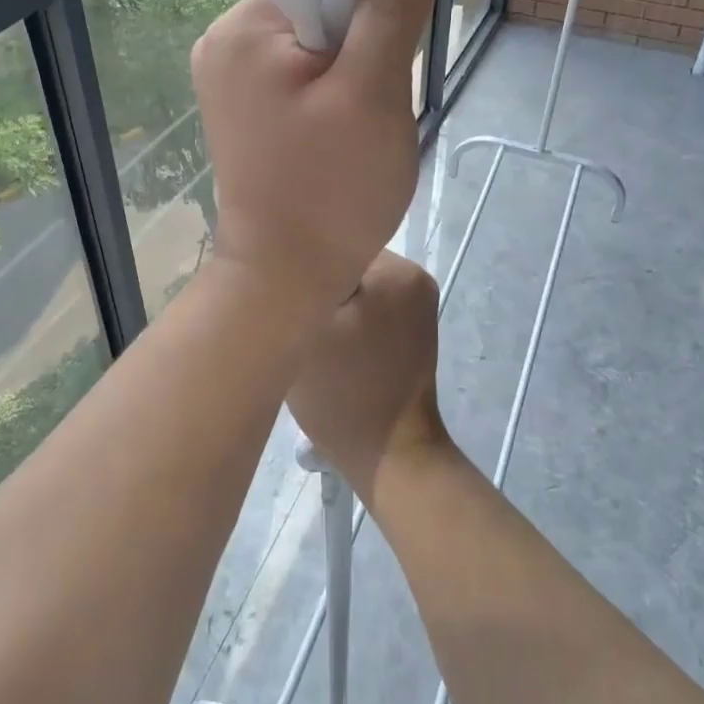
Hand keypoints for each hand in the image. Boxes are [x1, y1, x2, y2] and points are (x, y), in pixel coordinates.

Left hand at [192, 0, 439, 315]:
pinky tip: (337, 135)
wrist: (284, 278)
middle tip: (371, 103)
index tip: (385, 36)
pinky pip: (302, 70)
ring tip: (354, 128)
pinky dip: (332, 91)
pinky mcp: (244, 105)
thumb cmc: (330, 192)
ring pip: (317, 37)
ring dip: (352, 69)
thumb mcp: (372, 96)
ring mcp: (231, 76)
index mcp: (246, 30)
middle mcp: (226, 41)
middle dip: (361, 39)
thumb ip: (390, 12)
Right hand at [285, 250, 452, 502]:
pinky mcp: (416, 329)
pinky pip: (373, 305)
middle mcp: (416, 277)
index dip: (303, 268)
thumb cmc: (343, 394)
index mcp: (397, 271)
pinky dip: (352, 318)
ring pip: (358, 285)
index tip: (282, 294)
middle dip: (320, 285)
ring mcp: (420, 304)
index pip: (333, 246)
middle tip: (294, 317)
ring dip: (335, 302)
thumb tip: (284, 256)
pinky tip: (336, 344)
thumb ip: (296, 285)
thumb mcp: (307, 332)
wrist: (389, 457)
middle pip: (348, 264)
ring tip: (314, 333)